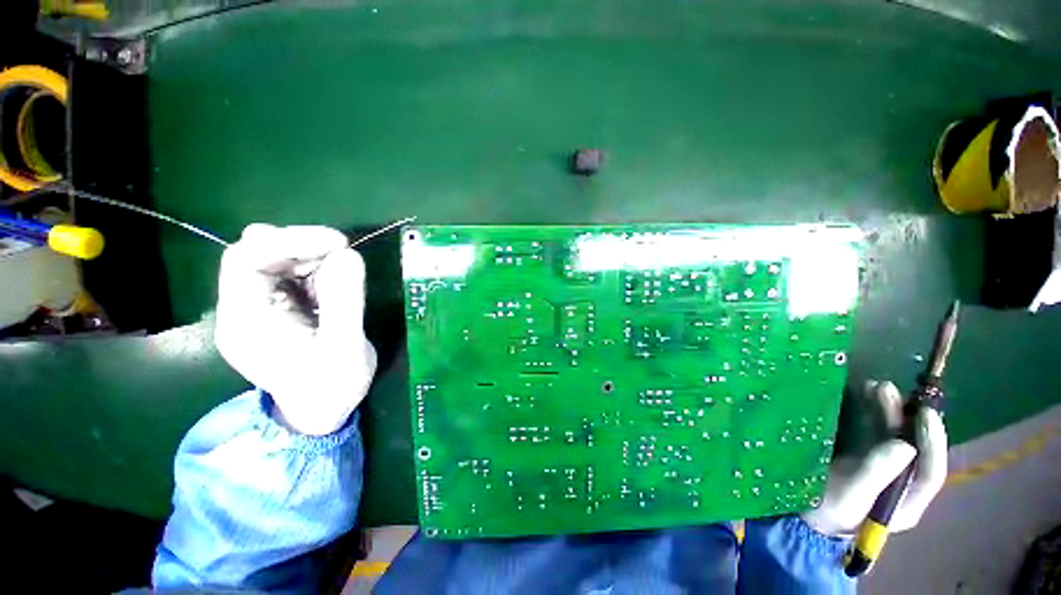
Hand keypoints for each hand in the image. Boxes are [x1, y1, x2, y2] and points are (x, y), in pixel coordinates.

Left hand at [214, 224, 377, 435]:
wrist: (323, 410)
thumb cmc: (331, 387)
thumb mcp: (345, 347)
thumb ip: (345, 300)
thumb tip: (348, 254)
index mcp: (246, 321)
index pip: (245, 259)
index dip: (289, 240)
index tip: (337, 242)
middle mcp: (244, 307)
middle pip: (258, 253)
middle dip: (303, 246)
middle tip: (344, 254)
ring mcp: (261, 306)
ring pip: (277, 260)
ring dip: (314, 257)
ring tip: (345, 275)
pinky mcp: (280, 307)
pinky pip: (294, 274)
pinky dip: (318, 269)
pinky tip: (337, 285)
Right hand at [802, 380, 947, 536]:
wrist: (799, 512)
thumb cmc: (824, 508)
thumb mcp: (848, 495)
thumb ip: (876, 473)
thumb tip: (906, 446)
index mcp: (905, 503)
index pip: (931, 472)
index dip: (932, 443)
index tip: (925, 413)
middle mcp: (902, 485)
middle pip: (913, 449)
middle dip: (905, 418)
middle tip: (888, 390)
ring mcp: (883, 470)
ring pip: (894, 436)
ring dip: (888, 411)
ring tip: (875, 387)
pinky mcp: (865, 458)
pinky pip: (874, 433)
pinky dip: (871, 414)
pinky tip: (863, 397)